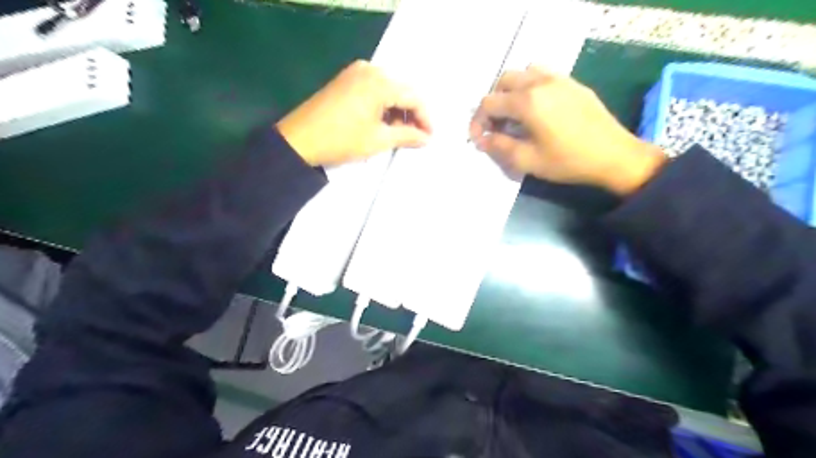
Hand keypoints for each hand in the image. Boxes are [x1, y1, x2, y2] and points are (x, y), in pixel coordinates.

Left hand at [275, 59, 432, 165]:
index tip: (430, 137)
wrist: (299, 140)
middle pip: (402, 90)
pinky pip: (374, 89)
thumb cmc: (342, 140)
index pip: (413, 97)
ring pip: (388, 89)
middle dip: (412, 114)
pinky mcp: (346, 79)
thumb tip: (426, 137)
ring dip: (398, 110)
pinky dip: (383, 105)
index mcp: (379, 81)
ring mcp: (355, 72)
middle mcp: (370, 69)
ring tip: (401, 133)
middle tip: (417, 136)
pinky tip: (384, 122)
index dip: (425, 118)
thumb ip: (407, 136)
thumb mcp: (378, 140)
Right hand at [469, 67, 664, 194]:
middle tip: (497, 127)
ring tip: (515, 114)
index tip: (480, 139)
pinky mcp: (573, 83)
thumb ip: (500, 147)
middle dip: (494, 103)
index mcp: (527, 102)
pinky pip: (543, 74)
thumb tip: (482, 140)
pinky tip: (538, 109)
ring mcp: (559, 79)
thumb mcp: (528, 161)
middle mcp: (540, 82)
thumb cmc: (568, 161)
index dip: (478, 121)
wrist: (614, 156)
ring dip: (512, 91)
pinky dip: (531, 86)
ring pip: (524, 73)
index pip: (489, 102)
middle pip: (503, 81)